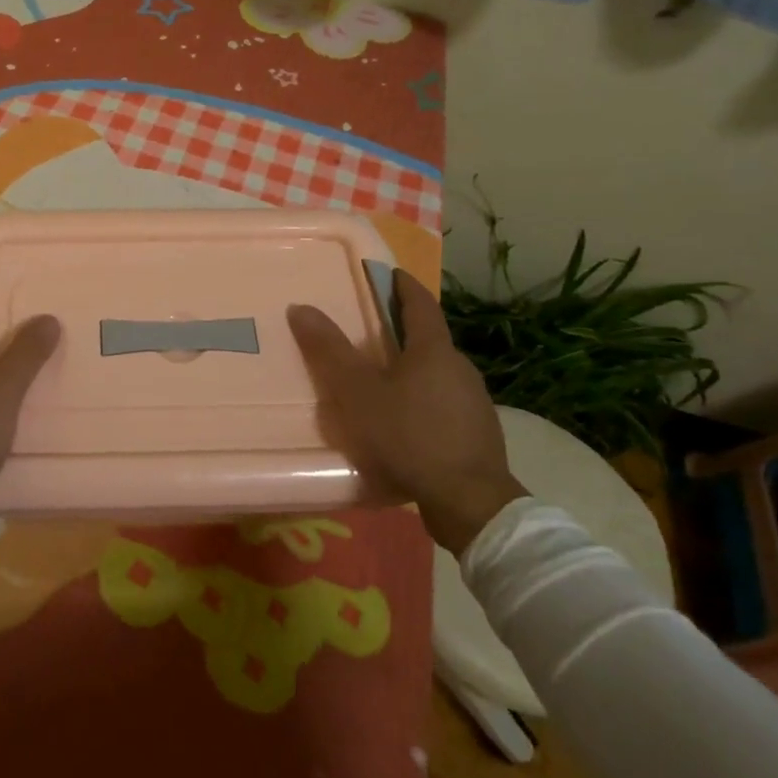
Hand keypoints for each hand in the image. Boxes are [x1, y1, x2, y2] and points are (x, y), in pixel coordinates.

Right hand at [288, 269, 525, 554]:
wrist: (471, 503)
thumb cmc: (410, 435)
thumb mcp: (358, 393)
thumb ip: (330, 350)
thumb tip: (300, 307)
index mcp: (434, 350)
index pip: (420, 303)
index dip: (402, 285)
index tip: (387, 274)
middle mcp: (460, 368)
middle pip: (429, 339)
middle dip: (401, 331)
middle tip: (369, 332)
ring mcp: (474, 402)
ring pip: (437, 374)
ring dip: (411, 369)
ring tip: (380, 381)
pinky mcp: (477, 434)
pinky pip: (443, 404)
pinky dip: (422, 401)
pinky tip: (403, 423)